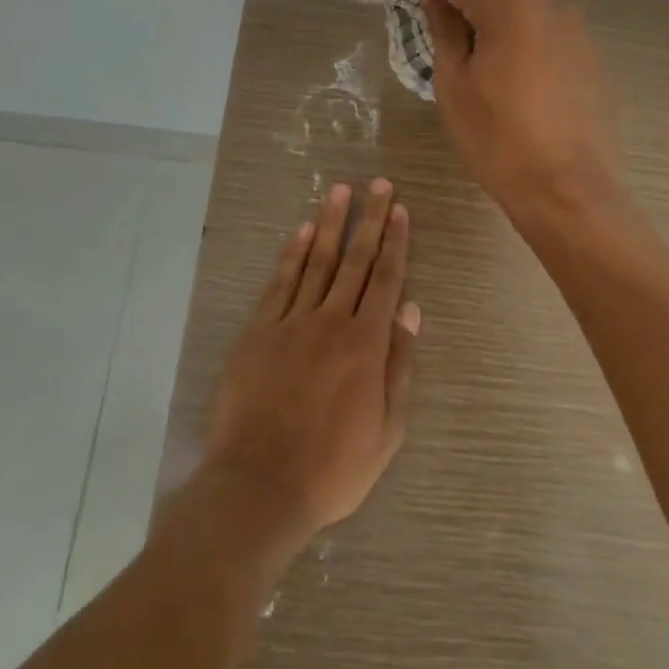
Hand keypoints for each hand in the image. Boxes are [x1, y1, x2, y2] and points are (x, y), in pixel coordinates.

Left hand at [203, 180, 421, 545]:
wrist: (260, 485)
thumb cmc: (333, 468)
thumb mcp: (386, 430)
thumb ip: (399, 364)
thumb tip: (410, 309)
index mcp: (366, 344)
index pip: (386, 280)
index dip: (395, 242)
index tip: (400, 210)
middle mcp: (331, 321)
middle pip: (354, 260)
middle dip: (369, 219)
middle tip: (378, 183)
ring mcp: (291, 322)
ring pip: (316, 261)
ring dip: (330, 223)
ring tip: (341, 190)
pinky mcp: (259, 330)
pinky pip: (280, 283)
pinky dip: (292, 254)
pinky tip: (302, 231)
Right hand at [398, 0, 621, 220]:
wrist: (570, 191)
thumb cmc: (499, 142)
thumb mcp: (454, 85)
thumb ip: (444, 29)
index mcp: (510, 8)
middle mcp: (546, 3)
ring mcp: (570, 25)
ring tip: (453, 11)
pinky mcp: (583, 49)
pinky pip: (538, 14)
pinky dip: (509, 11)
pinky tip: (493, 39)